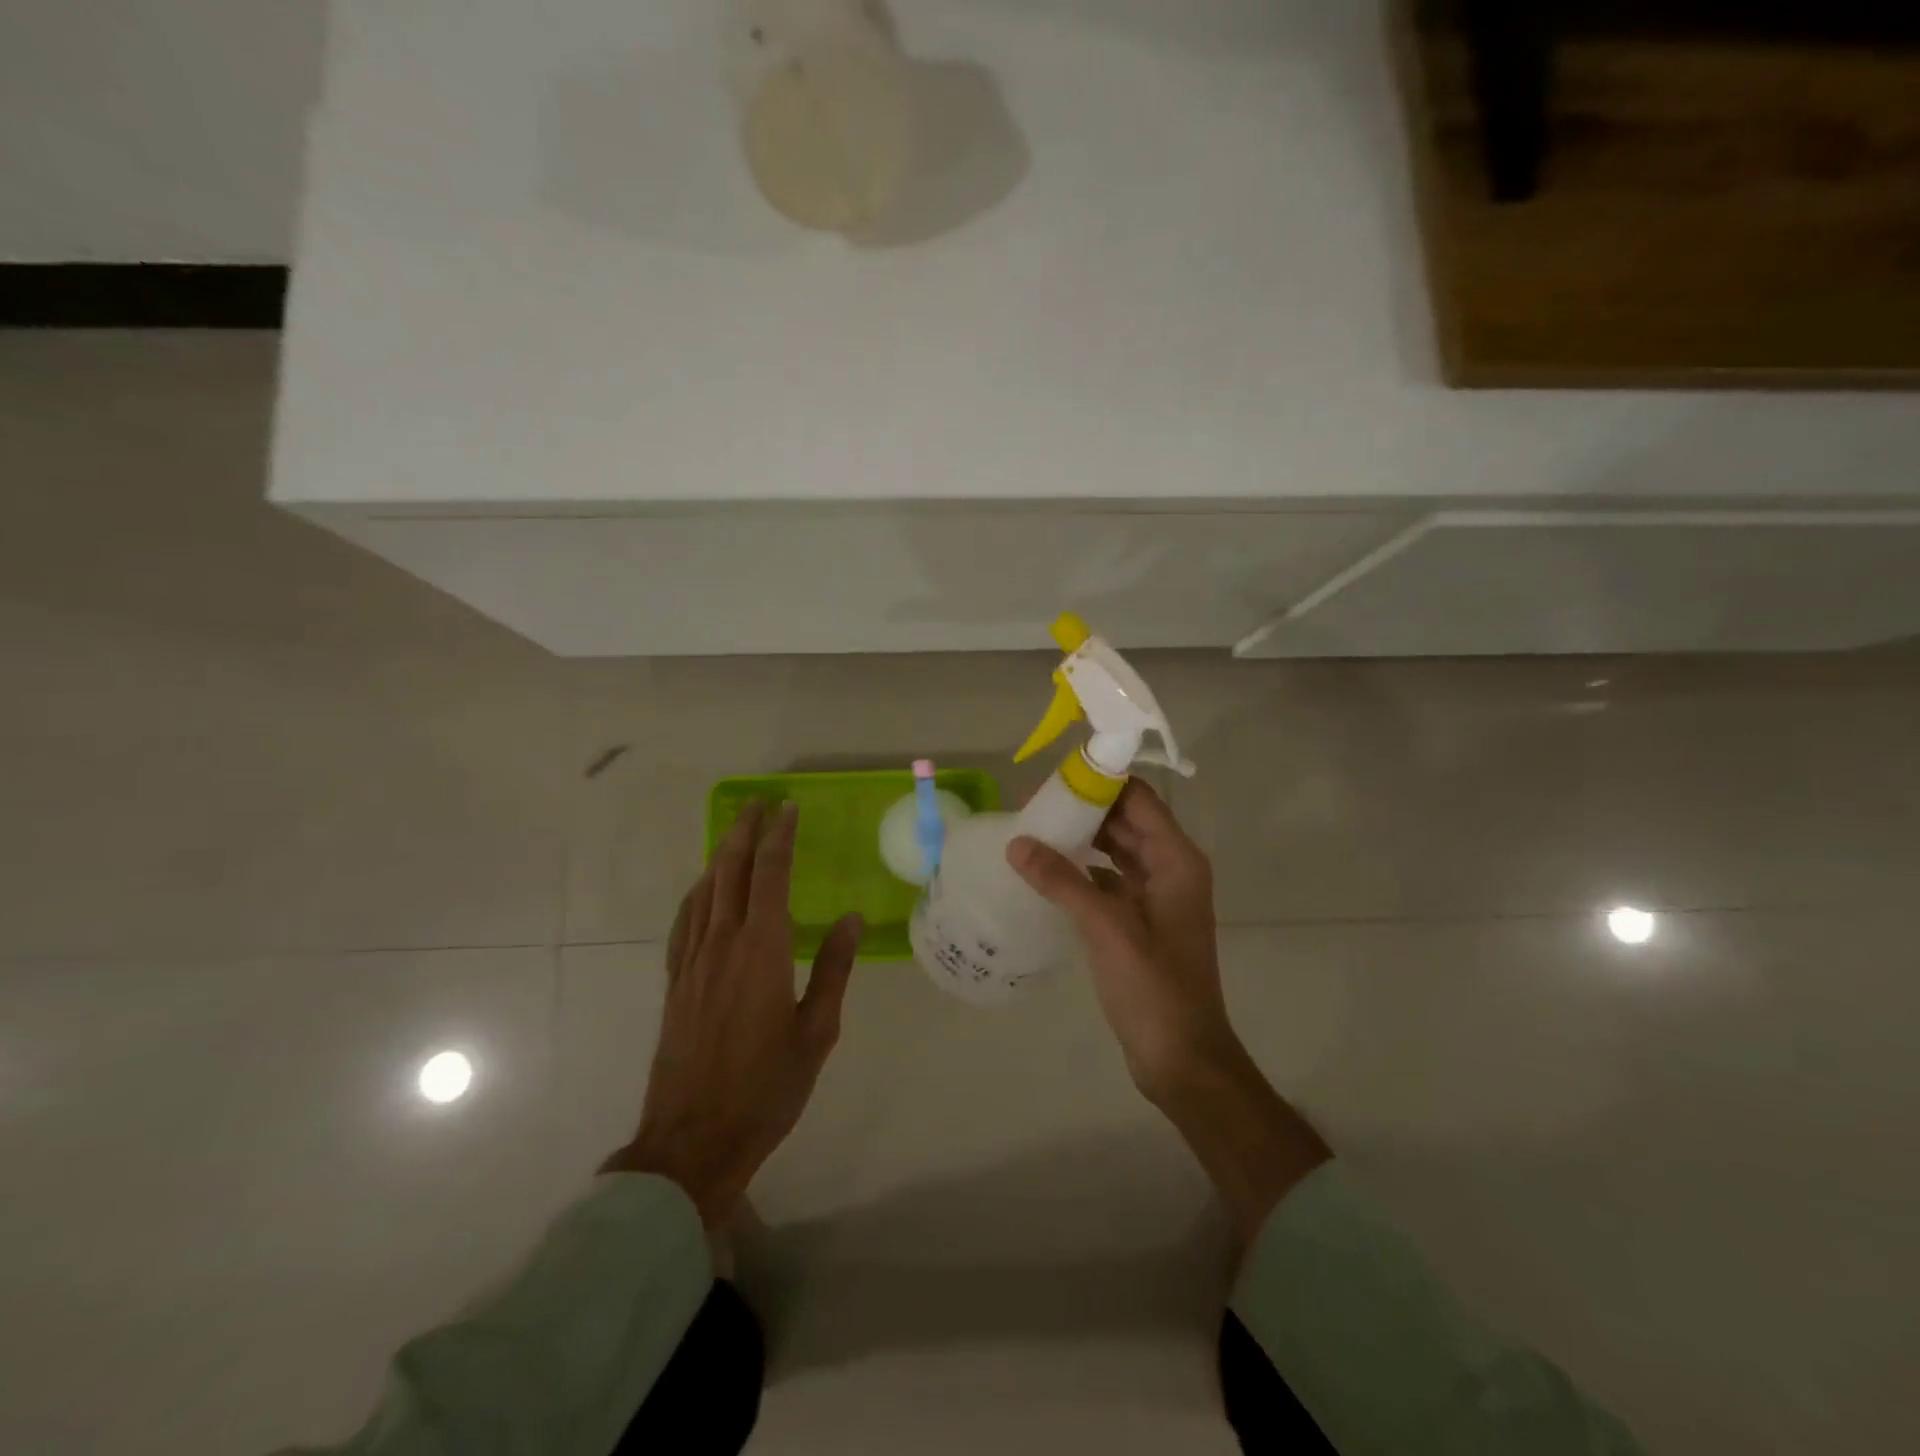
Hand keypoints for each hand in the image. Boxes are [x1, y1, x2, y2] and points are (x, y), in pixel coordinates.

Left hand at [603, 801, 862, 1227]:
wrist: (693, 1140)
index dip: (780, 837)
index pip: (770, 875)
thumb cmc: (767, 1088)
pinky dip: (697, 893)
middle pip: (730, 871)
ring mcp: (692, 962)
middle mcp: (723, 944)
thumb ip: (833, 970)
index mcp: (762, 950)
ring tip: (735, 832)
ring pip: (704, 891)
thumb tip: (850, 919)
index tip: (788, 809)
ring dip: (720, 855)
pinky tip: (703, 889)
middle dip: (745, 832)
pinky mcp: (675, 983)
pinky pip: (685, 921)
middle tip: (759, 803)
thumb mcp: (817, 1032)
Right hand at [1005, 780, 1236, 1102]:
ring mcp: (1157, 898)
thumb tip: (1016, 842)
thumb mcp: (1106, 927)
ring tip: (1034, 833)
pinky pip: (1110, 882)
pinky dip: (1082, 873)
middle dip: (1084, 810)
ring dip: (1081, 840)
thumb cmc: (1153, 987)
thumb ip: (1062, 881)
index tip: (1054, 778)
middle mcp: (1170, 870)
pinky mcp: (1141, 923)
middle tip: (1032, 806)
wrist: (1181, 1057)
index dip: (1100, 783)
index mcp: (1176, 860)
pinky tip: (1047, 875)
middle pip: (1126, 821)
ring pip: (1117, 851)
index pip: (1138, 799)